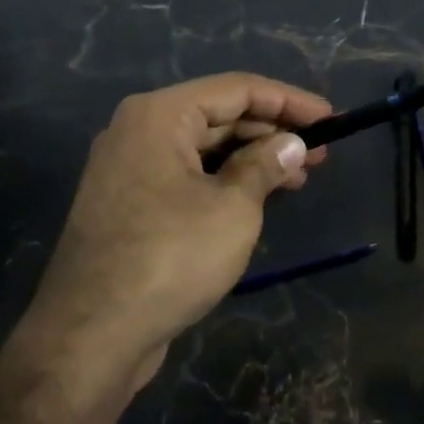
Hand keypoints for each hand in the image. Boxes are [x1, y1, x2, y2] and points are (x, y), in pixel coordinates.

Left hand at [27, 73, 332, 392]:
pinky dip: (224, 182)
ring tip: (299, 178)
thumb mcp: (233, 208)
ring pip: (203, 150)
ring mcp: (129, 169)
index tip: (331, 118)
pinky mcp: (129, 205)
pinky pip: (186, 177)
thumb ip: (265, 166)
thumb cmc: (170, 258)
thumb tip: (291, 144)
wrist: (91, 334)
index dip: (289, 101)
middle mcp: (138, 131)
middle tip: (321, 153)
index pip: (236, 89)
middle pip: (218, 117)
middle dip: (272, 132)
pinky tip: (258, 198)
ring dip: (251, 159)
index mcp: (159, 115)